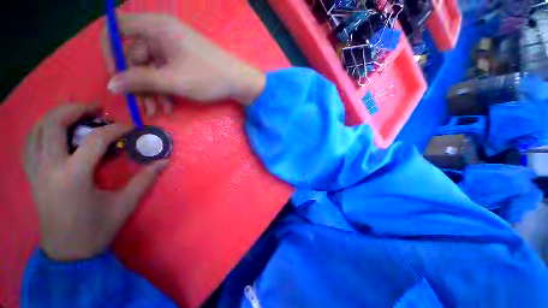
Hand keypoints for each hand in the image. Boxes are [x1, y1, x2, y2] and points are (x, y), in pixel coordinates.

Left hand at [24, 103, 168, 260]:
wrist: (67, 252)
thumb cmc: (96, 229)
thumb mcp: (125, 205)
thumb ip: (145, 180)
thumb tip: (164, 162)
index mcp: (74, 176)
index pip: (94, 140)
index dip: (115, 129)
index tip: (130, 128)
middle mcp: (50, 168)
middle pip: (53, 125)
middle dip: (75, 110)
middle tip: (95, 108)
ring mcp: (36, 171)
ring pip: (37, 131)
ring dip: (55, 116)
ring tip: (75, 114)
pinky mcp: (32, 176)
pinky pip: (29, 144)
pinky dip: (40, 130)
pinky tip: (53, 130)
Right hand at [102, 13, 265, 115]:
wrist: (239, 82)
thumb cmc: (209, 78)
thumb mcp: (173, 80)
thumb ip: (140, 80)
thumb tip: (112, 84)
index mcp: (157, 27)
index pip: (117, 28)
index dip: (111, 51)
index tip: (116, 75)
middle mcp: (162, 34)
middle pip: (135, 56)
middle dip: (138, 84)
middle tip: (144, 107)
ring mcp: (173, 48)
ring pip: (150, 68)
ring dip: (152, 91)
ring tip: (158, 111)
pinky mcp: (181, 61)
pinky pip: (164, 72)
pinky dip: (164, 89)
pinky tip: (168, 106)